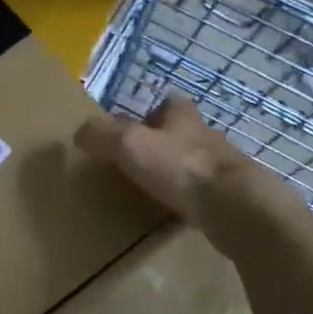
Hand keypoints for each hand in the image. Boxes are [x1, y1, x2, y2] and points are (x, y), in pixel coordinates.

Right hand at [75, 95, 270, 232]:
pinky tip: (174, 211)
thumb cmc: (180, 166)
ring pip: (193, 162)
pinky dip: (188, 198)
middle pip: (182, 132)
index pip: (168, 102)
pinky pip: (203, 193)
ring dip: (176, 171)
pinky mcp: (230, 197)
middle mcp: (205, 136)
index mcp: (183, 116)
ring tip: (151, 187)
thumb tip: (79, 133)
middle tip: (137, 158)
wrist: (234, 207)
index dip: (151, 109)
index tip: (133, 124)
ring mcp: (221, 168)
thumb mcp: (129, 144)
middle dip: (163, 141)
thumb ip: (102, 135)